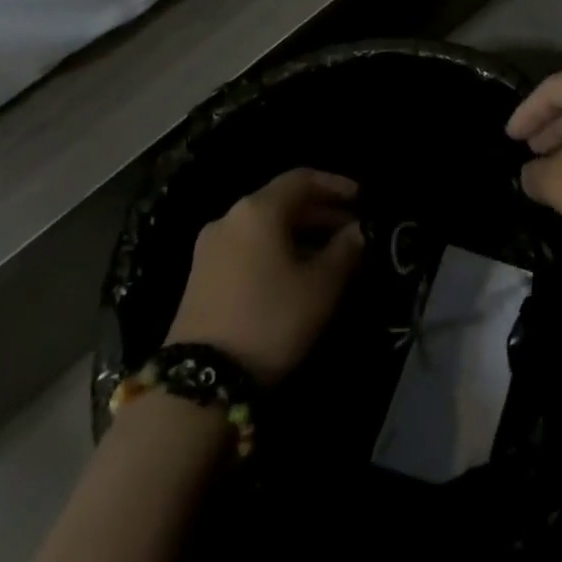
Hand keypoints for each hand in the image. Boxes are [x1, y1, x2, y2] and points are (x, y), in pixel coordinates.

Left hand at [166, 169, 365, 386]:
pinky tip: (295, 274)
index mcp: (258, 209)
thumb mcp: (321, 287)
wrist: (200, 383)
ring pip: (265, 226)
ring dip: (300, 233)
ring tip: (330, 255)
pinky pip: (248, 247)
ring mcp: (210, 247)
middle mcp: (230, 217)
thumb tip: (358, 230)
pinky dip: (276, 249)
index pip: (303, 178)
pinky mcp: (200, 276)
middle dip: (320, 212)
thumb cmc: (270, 321)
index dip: (336, 185)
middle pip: (282, 201)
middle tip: (352, 230)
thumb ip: (346, 250)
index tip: (362, 201)